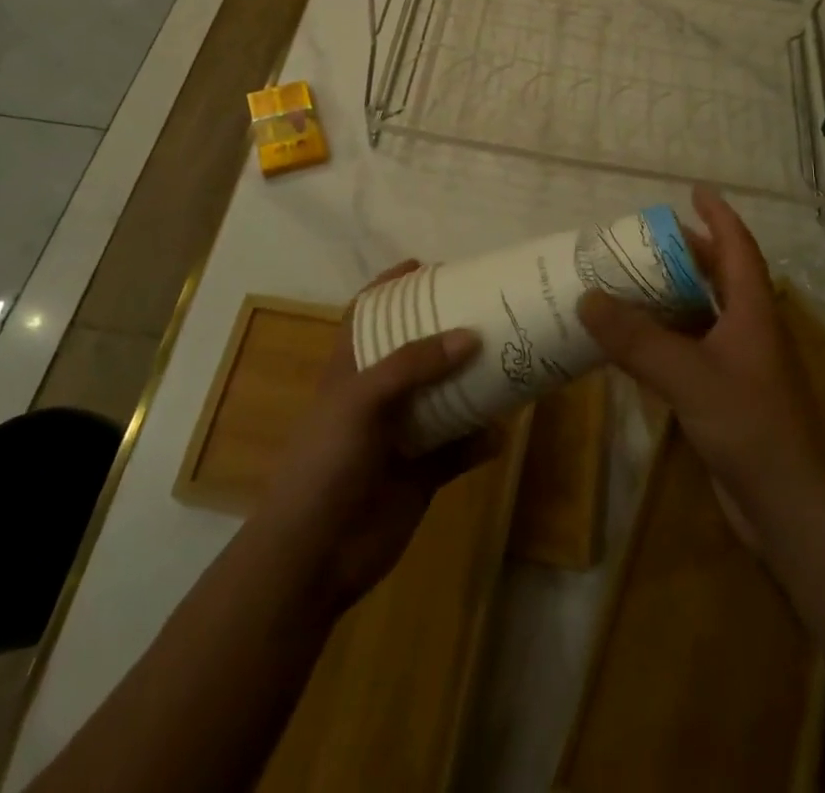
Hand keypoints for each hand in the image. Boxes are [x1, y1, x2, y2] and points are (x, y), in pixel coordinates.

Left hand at [252, 262, 496, 612]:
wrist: (314, 556)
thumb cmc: (326, 462)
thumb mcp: (360, 399)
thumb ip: (412, 365)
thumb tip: (470, 336)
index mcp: (352, 369)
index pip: (368, 315)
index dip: (392, 289)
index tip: (429, 268)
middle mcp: (379, 396)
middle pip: (417, 352)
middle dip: (448, 331)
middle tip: (487, 309)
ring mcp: (402, 435)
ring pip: (446, 398)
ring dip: (474, 383)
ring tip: (510, 358)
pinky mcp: (422, 473)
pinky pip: (460, 449)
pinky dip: (481, 440)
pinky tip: (503, 430)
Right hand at [579, 187, 824, 545]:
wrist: (791, 508)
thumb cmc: (751, 427)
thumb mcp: (689, 376)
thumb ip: (638, 340)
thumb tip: (587, 298)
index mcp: (753, 311)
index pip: (738, 247)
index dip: (718, 215)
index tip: (694, 190)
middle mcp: (750, 329)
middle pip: (720, 276)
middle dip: (688, 253)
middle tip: (644, 239)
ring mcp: (741, 364)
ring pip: (704, 314)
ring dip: (673, 295)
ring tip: (631, 281)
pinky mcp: (728, 395)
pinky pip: (692, 349)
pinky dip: (666, 336)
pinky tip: (636, 343)